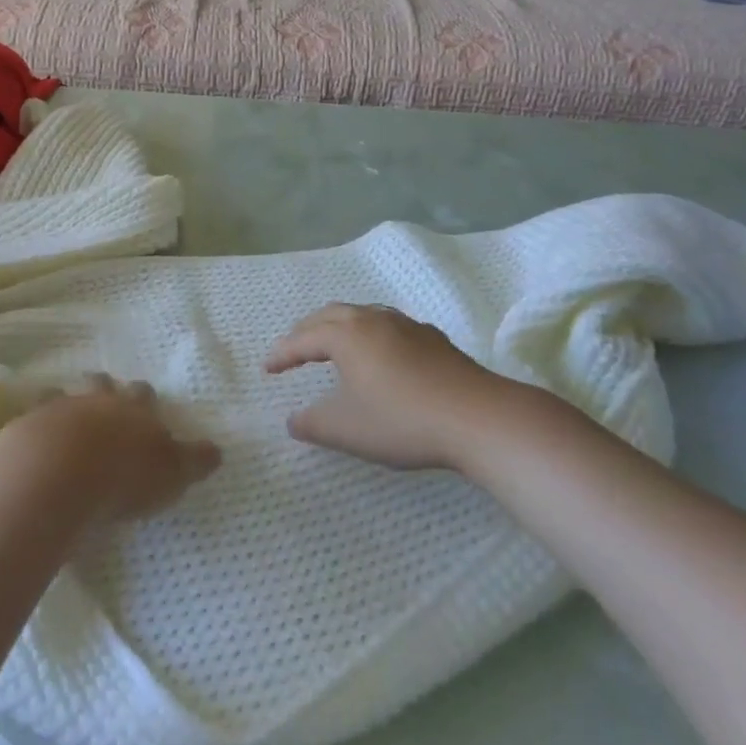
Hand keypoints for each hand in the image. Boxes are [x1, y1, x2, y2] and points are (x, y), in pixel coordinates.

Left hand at [5, 375, 220, 523]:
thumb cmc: (124, 475)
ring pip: (61, 395)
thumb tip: (217, 451)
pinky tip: (30, 440)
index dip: (144, 400)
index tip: (144, 407)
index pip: (144, 394)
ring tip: (63, 419)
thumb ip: (193, 461)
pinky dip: (32, 426)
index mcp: (134, 409)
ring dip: (64, 404)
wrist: (59, 472)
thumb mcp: (172, 473)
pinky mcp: (24, 426)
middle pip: (101, 384)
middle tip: (103, 402)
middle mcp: (97, 401)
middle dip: (104, 389)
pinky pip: (27, 418)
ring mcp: (58, 409)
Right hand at [265, 303, 553, 471]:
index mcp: (347, 335)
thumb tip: (292, 421)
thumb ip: (312, 424)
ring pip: (362, 315)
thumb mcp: (346, 429)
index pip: (303, 338)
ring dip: (339, 327)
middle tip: (293, 350)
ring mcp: (407, 325)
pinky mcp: (433, 339)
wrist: (478, 418)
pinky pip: (388, 326)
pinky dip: (369, 334)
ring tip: (331, 346)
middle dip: (306, 330)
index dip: (282, 353)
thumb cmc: (402, 420)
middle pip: (330, 315)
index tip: (266, 368)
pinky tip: (380, 355)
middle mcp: (373, 319)